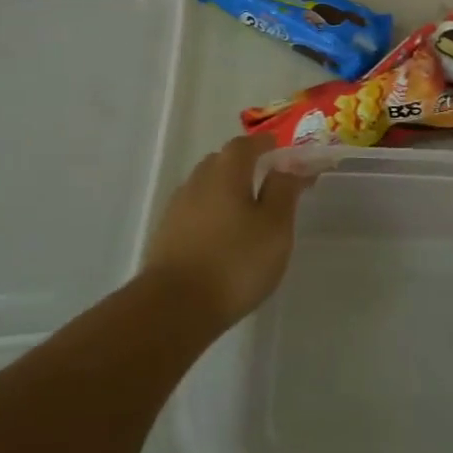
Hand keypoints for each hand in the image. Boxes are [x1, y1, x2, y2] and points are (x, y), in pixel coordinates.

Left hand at [141, 133, 310, 328]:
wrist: (174, 308)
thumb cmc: (235, 262)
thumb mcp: (275, 226)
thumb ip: (283, 191)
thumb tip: (287, 166)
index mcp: (226, 172)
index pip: (245, 144)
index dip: (264, 144)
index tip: (280, 150)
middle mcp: (198, 181)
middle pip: (221, 162)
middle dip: (244, 165)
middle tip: (266, 180)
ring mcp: (177, 209)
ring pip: (205, 187)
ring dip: (225, 190)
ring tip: (246, 211)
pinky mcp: (165, 235)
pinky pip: (194, 211)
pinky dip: (211, 213)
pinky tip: (222, 235)